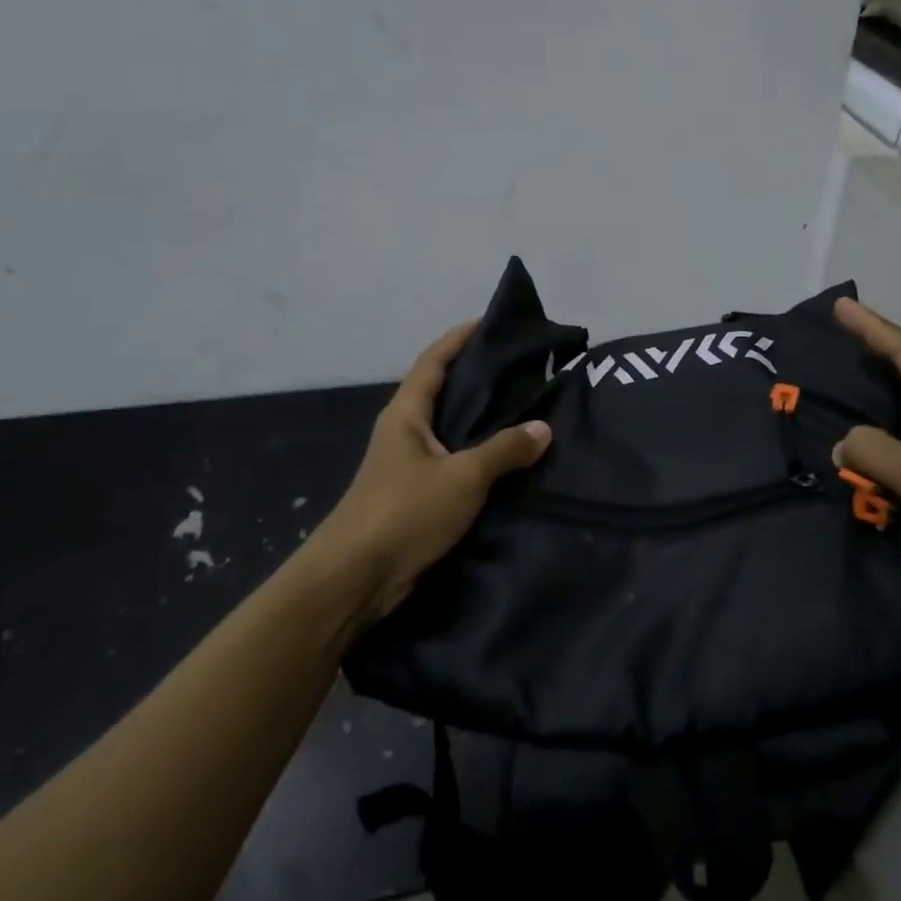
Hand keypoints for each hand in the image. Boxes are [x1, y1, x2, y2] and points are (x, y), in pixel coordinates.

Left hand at [309, 321, 551, 623]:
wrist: (356, 577)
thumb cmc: (404, 512)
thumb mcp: (462, 477)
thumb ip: (504, 451)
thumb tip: (543, 429)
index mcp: (406, 414)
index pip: (433, 361)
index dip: (459, 338)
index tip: (491, 323)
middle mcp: (404, 432)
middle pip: (441, 391)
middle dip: (476, 377)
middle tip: (522, 369)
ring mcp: (407, 465)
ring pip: (449, 430)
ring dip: (480, 419)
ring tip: (524, 409)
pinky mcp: (415, 495)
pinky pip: (453, 462)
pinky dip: (478, 455)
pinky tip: (507, 461)